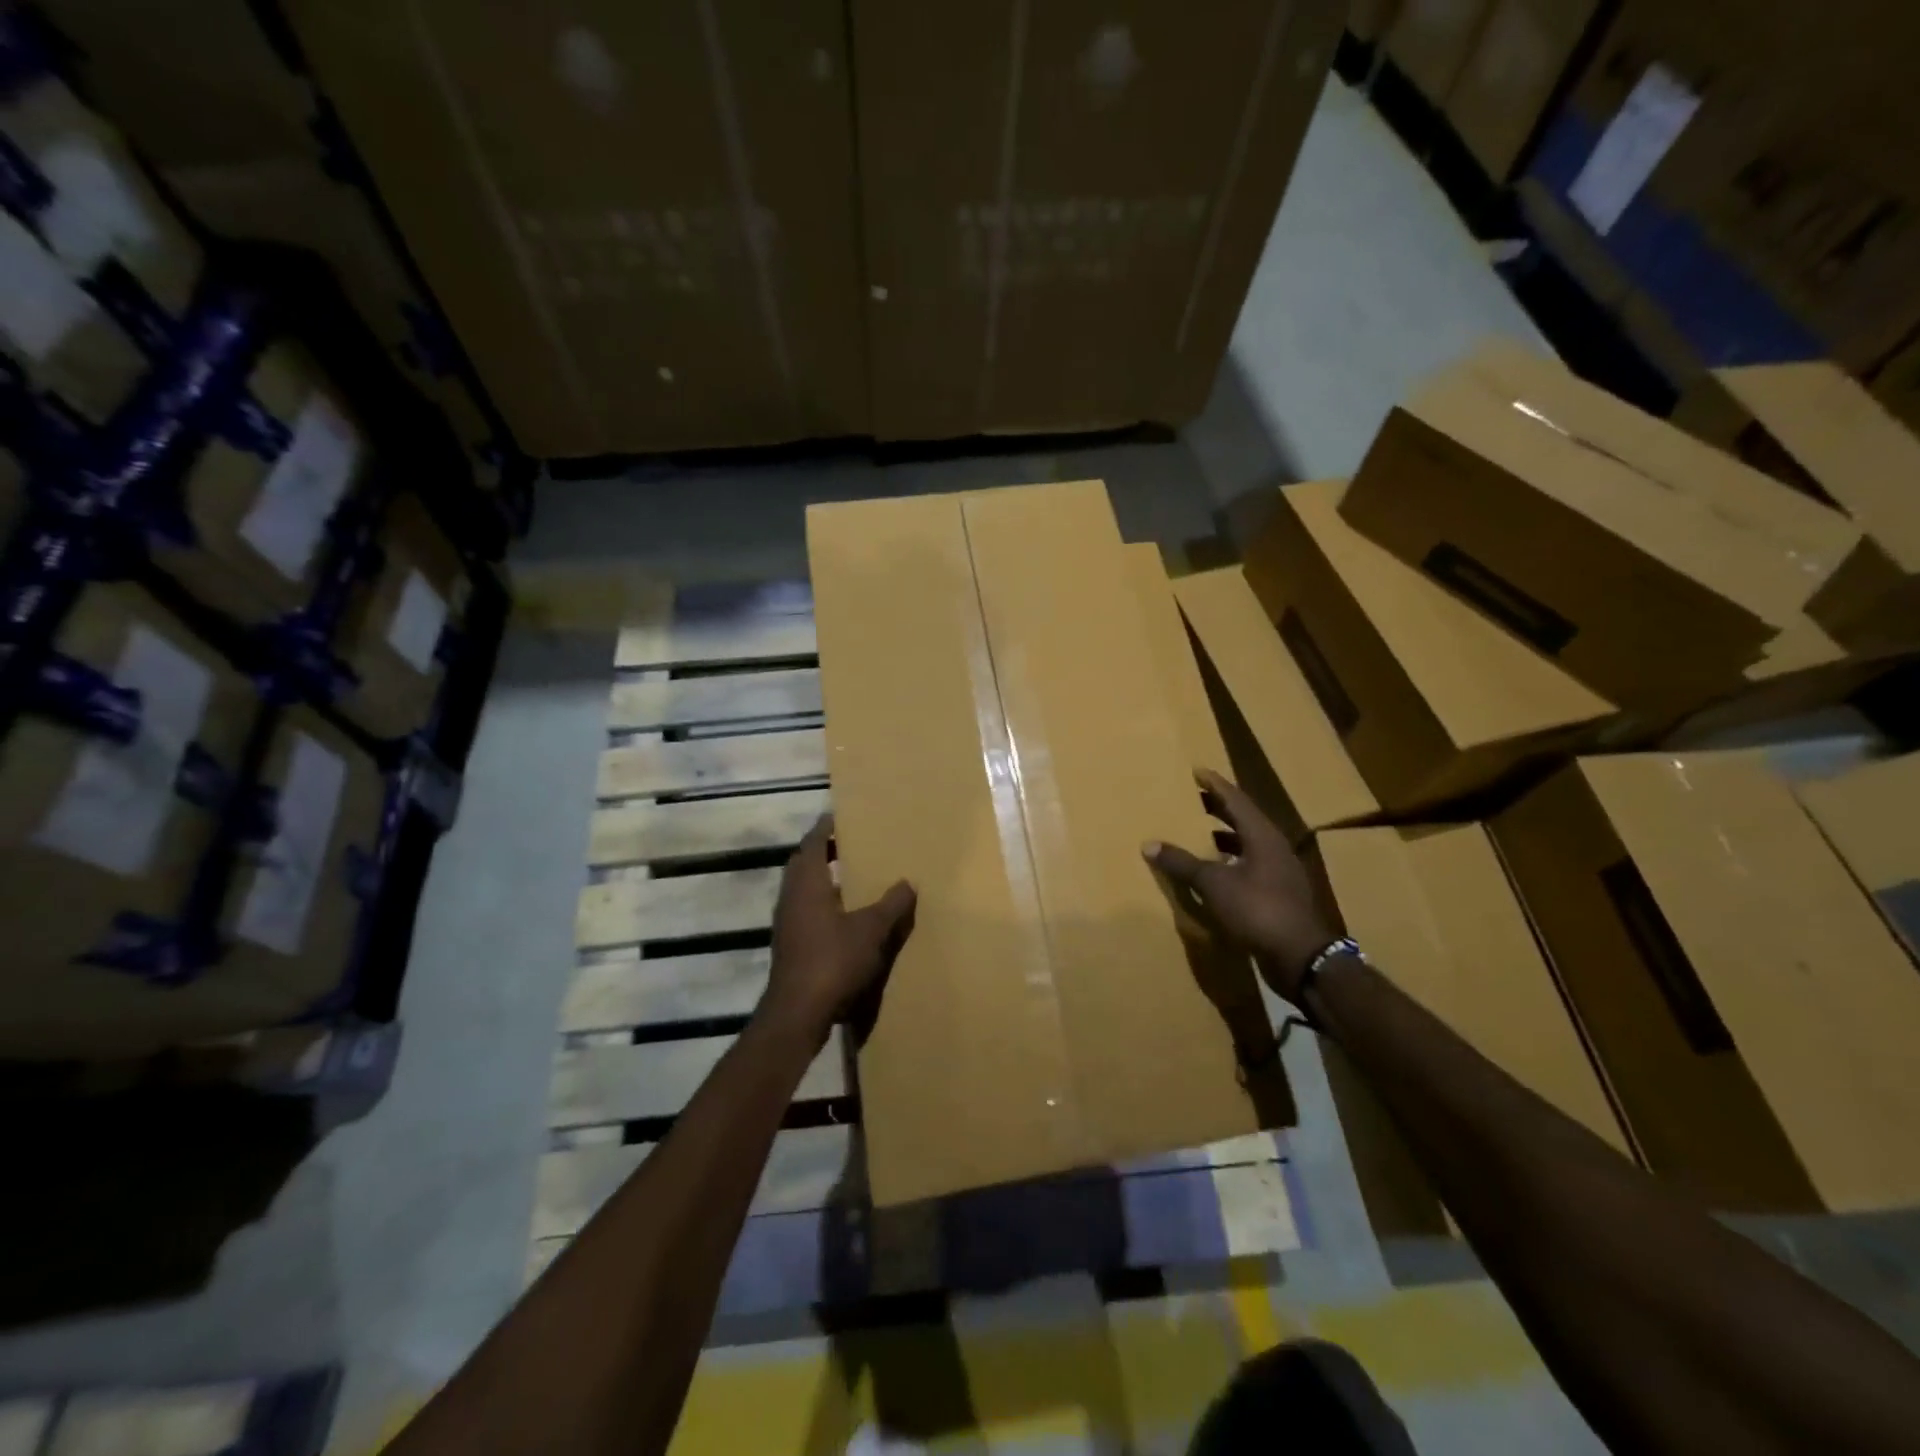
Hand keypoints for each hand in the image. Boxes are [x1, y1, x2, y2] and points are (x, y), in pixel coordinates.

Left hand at [763, 815, 915, 1044]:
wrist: (798, 1014)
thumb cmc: (833, 961)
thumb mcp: (872, 930)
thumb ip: (891, 905)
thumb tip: (907, 883)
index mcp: (807, 884)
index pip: (812, 843)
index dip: (824, 828)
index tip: (838, 815)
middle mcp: (791, 898)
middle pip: (803, 865)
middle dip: (822, 852)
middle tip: (848, 843)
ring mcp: (787, 924)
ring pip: (802, 890)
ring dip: (822, 880)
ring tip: (851, 876)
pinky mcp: (790, 947)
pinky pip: (805, 912)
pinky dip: (822, 904)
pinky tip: (844, 917)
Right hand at [1145, 769, 1333, 1002]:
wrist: (1300, 956)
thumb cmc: (1258, 909)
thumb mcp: (1214, 883)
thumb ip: (1182, 863)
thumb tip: (1149, 844)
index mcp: (1262, 836)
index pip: (1236, 799)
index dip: (1215, 785)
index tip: (1197, 771)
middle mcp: (1274, 848)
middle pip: (1243, 819)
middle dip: (1217, 809)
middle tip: (1192, 799)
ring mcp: (1279, 872)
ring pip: (1247, 844)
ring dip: (1223, 837)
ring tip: (1196, 833)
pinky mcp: (1278, 894)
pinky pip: (1249, 866)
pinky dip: (1228, 862)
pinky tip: (1213, 872)